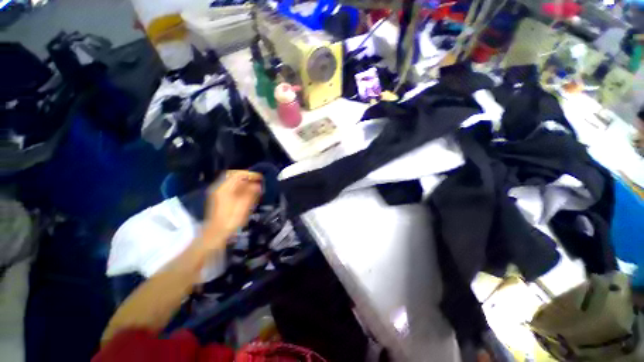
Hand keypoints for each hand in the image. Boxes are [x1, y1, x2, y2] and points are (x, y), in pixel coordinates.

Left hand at [202, 171, 262, 249]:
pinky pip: (231, 189)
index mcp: (224, 188)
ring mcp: (219, 194)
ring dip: (244, 184)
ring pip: (233, 183)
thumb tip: (257, 185)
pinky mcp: (220, 199)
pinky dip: (240, 189)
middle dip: (247, 178)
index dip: (250, 174)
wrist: (215, 234)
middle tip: (258, 182)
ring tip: (255, 188)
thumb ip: (250, 194)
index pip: (237, 174)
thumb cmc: (230, 220)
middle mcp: (220, 188)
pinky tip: (247, 194)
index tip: (260, 178)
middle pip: (234, 177)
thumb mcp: (243, 206)